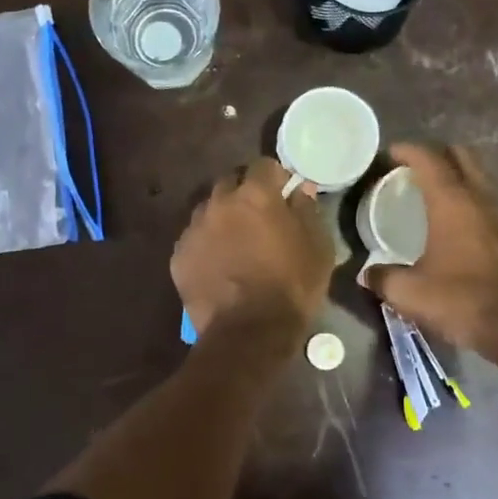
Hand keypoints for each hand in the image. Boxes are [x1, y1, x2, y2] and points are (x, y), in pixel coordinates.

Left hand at [173, 158, 334, 342]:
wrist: (248, 333)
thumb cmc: (292, 287)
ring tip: (235, 242)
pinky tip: (218, 264)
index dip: (274, 176)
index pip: (263, 165)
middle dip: (244, 193)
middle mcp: (219, 203)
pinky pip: (193, 239)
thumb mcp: (318, 248)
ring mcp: (194, 229)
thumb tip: (300, 190)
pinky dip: (206, 244)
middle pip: (229, 183)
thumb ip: (308, 211)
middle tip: (258, 216)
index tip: (283, 192)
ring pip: (207, 210)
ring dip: (222, 217)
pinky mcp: (178, 256)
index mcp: (255, 195)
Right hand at [365, 143, 497, 360]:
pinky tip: (456, 223)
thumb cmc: (462, 300)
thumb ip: (383, 277)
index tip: (389, 154)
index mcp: (452, 202)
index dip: (407, 150)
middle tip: (413, 169)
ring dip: (457, 175)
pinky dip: (470, 199)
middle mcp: (480, 199)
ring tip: (432, 193)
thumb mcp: (410, 293)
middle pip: (461, 156)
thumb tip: (366, 273)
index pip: (429, 159)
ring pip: (479, 177)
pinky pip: (488, 201)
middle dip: (437, 154)